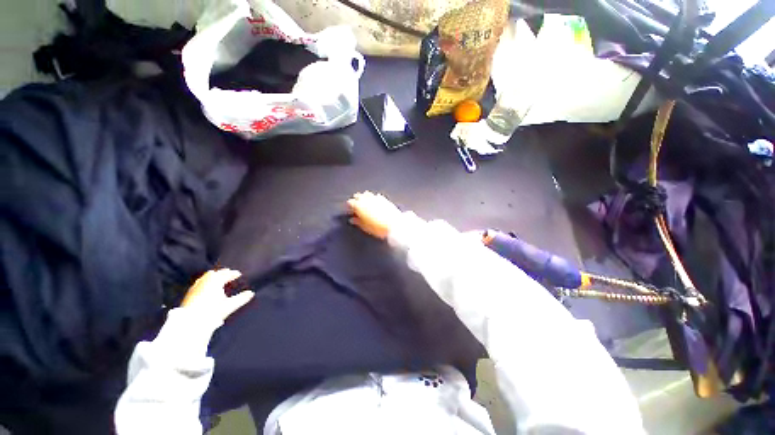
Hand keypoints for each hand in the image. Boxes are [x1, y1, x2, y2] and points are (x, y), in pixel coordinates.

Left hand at [181, 269, 254, 320]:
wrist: (190, 322)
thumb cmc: (211, 311)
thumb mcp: (229, 306)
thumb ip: (241, 298)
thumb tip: (251, 293)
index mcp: (214, 281)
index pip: (225, 274)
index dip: (233, 274)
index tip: (238, 274)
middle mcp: (203, 282)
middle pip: (214, 274)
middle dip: (222, 273)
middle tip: (228, 273)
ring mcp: (195, 288)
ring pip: (205, 278)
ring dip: (212, 277)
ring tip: (217, 280)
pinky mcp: (189, 295)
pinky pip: (198, 284)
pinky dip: (205, 283)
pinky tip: (206, 289)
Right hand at [346, 191, 402, 239]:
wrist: (394, 225)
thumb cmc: (378, 228)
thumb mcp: (365, 227)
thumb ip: (358, 222)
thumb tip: (352, 219)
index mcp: (359, 206)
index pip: (350, 202)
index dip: (349, 206)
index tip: (350, 210)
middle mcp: (366, 199)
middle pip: (358, 196)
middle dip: (356, 200)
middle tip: (356, 206)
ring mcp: (375, 198)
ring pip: (367, 194)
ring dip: (364, 197)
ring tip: (365, 203)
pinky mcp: (384, 199)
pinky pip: (376, 196)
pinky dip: (373, 198)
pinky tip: (375, 202)